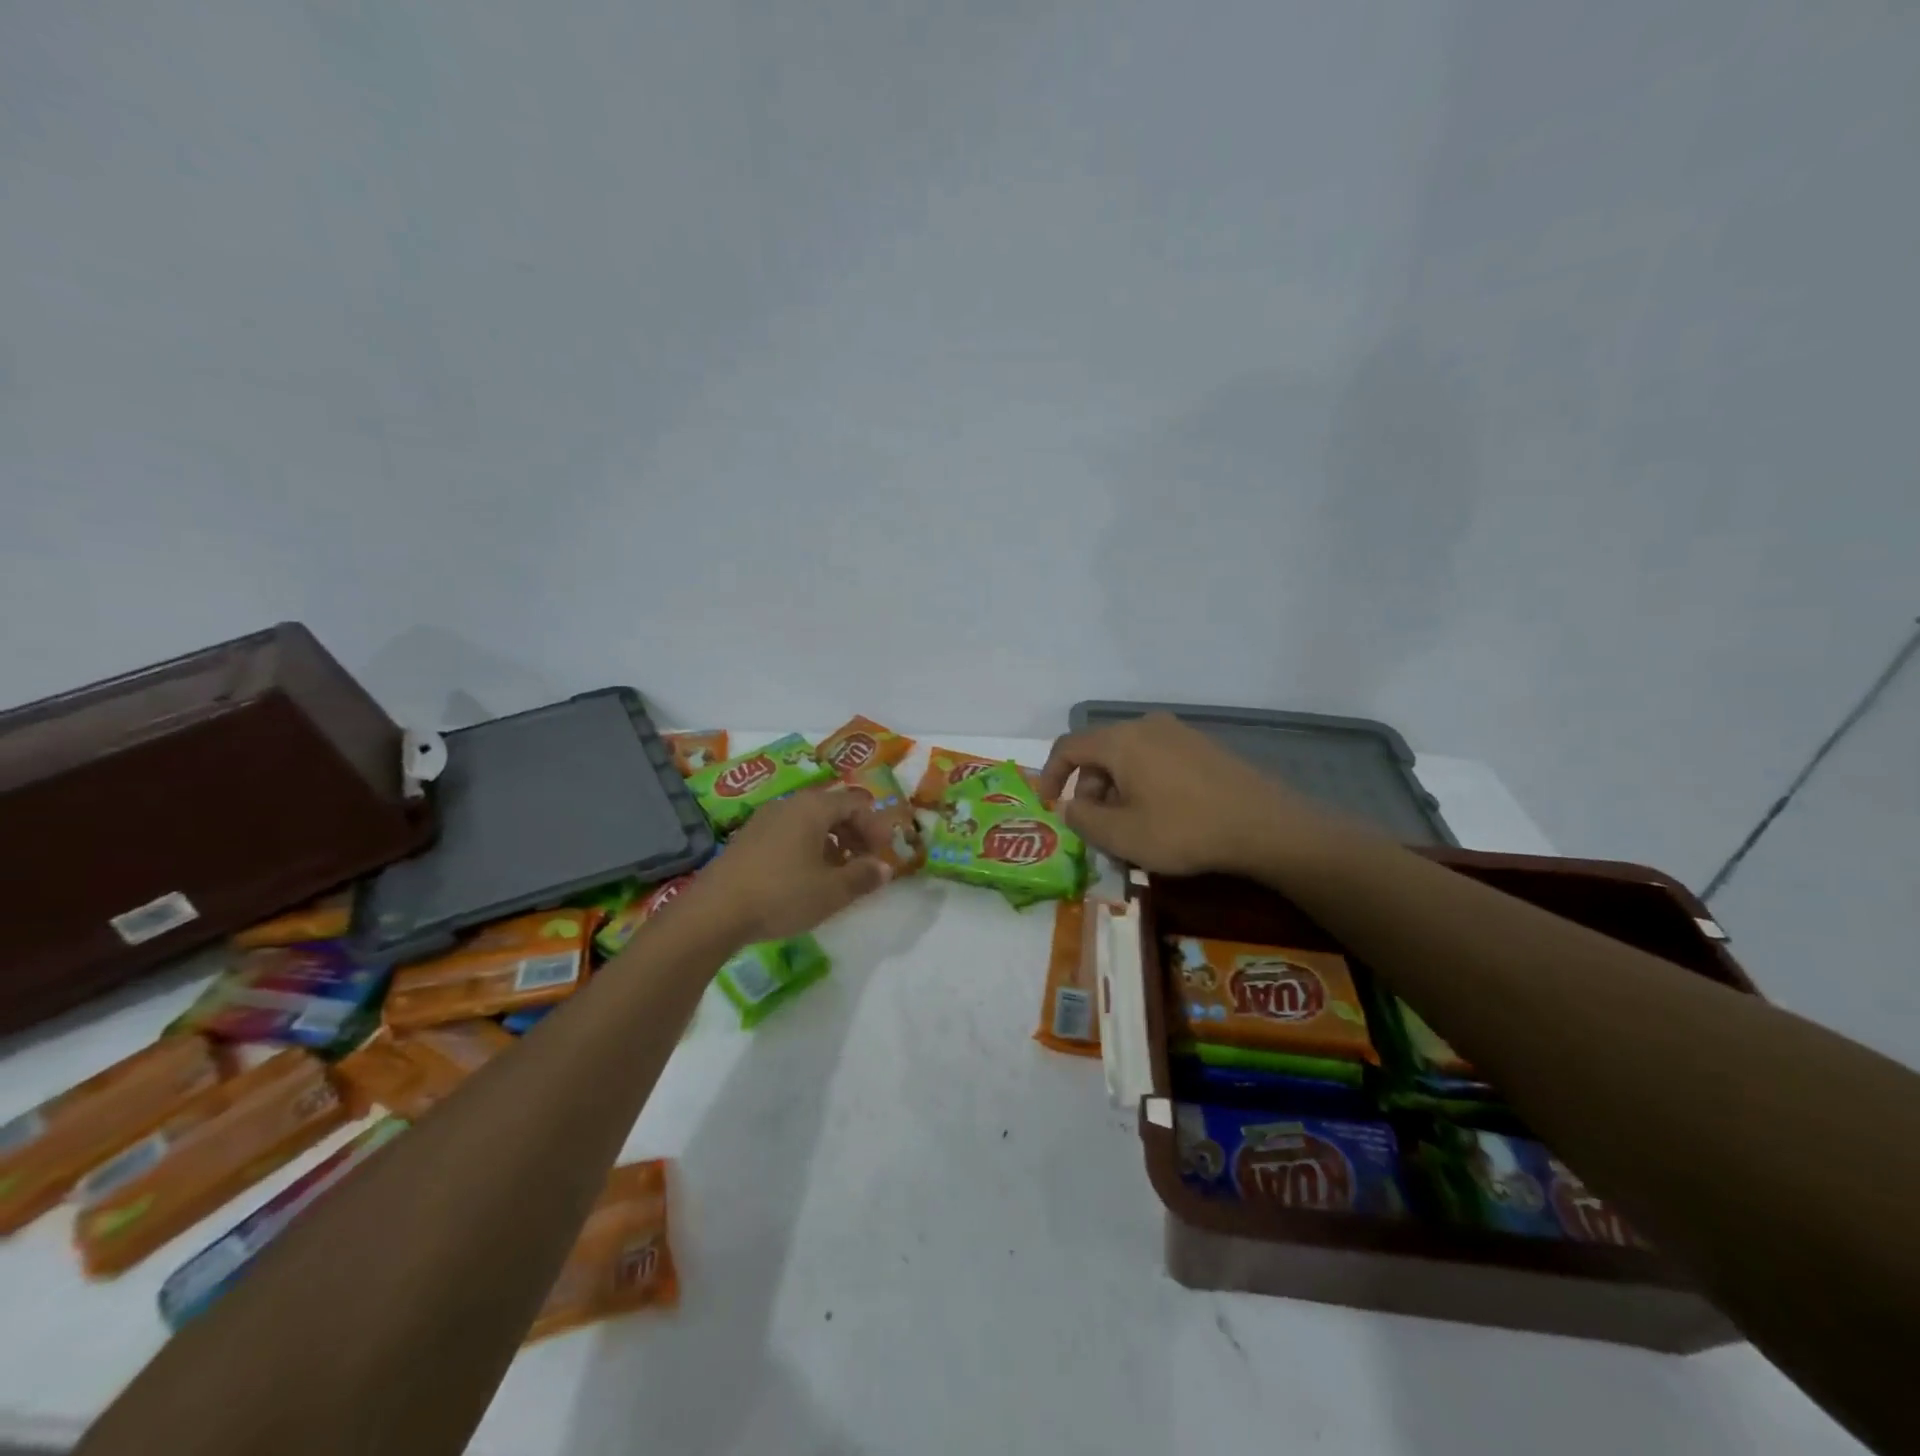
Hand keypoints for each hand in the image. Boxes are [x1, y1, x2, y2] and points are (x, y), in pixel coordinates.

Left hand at [682, 786, 893, 942]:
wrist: (714, 912)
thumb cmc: (781, 895)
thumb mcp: (831, 891)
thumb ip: (863, 876)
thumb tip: (885, 867)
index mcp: (813, 808)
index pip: (856, 803)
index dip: (875, 826)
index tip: (883, 854)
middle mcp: (789, 805)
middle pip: (832, 808)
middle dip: (855, 833)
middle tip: (865, 862)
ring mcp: (764, 820)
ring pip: (809, 822)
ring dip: (832, 843)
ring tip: (838, 873)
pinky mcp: (747, 839)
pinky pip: (789, 834)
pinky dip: (807, 848)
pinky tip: (806, 878)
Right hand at [1038, 713, 1333, 876]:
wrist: (1265, 826)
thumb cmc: (1184, 830)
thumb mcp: (1122, 835)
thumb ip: (1082, 819)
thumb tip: (1068, 806)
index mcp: (1121, 740)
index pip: (1068, 747)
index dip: (1050, 776)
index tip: (1048, 806)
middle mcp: (1146, 725)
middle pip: (1099, 753)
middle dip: (1088, 790)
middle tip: (1095, 829)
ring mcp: (1178, 733)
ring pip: (1128, 758)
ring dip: (1116, 790)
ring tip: (1129, 828)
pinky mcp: (1202, 747)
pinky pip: (1155, 760)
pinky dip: (1143, 784)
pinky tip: (1160, 816)